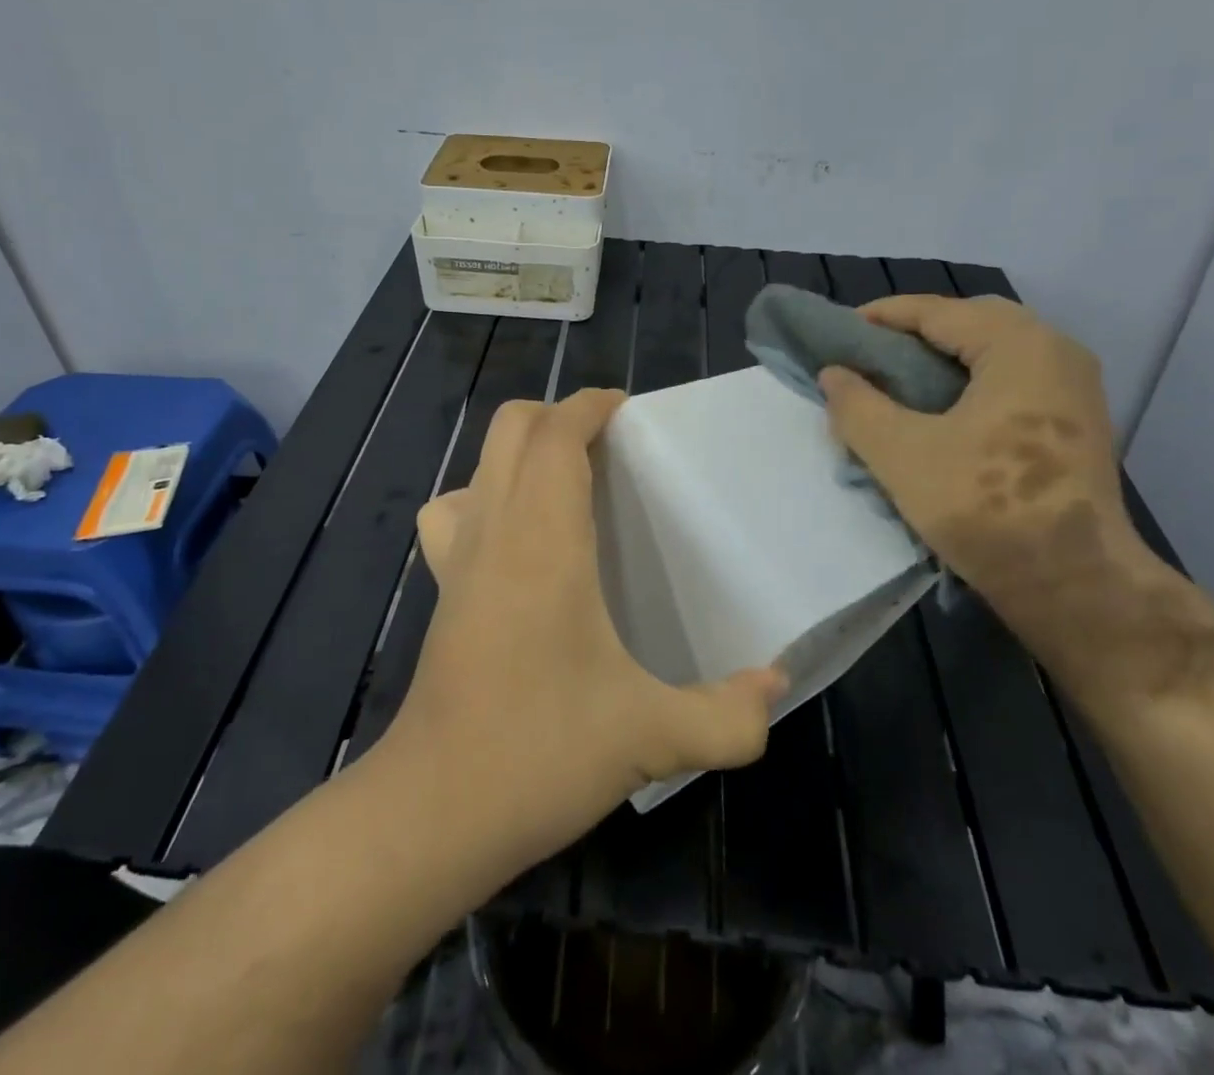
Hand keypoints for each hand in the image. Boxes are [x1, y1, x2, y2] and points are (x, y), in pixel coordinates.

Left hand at [384, 389, 784, 866]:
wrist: (437, 807)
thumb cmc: (543, 750)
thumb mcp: (654, 737)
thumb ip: (728, 715)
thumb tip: (776, 686)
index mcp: (544, 537)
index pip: (556, 432)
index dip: (590, 405)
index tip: (629, 411)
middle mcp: (495, 528)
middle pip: (510, 427)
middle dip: (558, 416)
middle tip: (609, 446)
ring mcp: (458, 557)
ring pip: (479, 463)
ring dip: (520, 451)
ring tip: (568, 483)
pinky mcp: (441, 587)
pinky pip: (454, 512)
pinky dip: (484, 496)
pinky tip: (517, 540)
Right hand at [820, 295, 1156, 677]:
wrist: (1075, 584)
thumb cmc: (984, 507)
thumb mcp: (900, 453)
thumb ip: (857, 405)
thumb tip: (834, 374)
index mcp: (1019, 346)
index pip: (937, 311)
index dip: (881, 317)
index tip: (838, 332)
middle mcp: (1056, 352)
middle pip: (972, 322)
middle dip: (917, 332)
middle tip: (872, 354)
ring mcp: (1075, 388)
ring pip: (997, 351)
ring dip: (946, 357)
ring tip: (900, 381)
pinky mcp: (1077, 422)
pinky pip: (1015, 378)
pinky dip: (973, 380)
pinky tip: (942, 411)